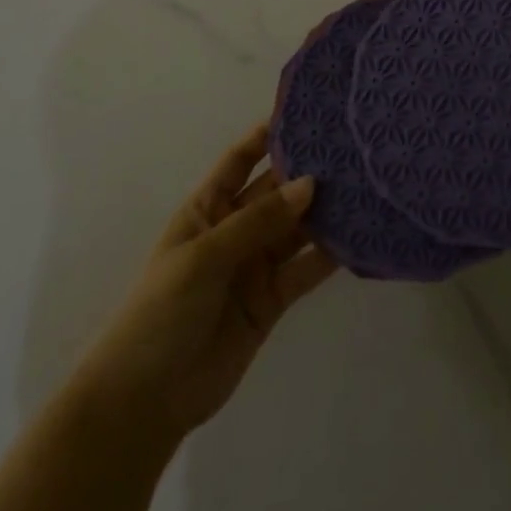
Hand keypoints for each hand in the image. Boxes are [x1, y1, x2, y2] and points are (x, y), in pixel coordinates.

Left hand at [77, 124, 337, 446]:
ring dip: (325, 210)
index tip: (304, 110)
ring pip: (297, 227)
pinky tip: (359, 235)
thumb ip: (258, 221)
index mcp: (207, 208)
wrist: (145, 401)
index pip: (240, 159)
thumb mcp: (204, 256)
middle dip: (308, 169)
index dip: (267, 134)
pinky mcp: (273, 299)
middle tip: (352, 146)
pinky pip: (306, 268)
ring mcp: (255, 264)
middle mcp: (235, 228)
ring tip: (365, 185)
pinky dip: (330, 254)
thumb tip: (310, 183)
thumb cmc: (161, 312)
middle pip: (276, 190)